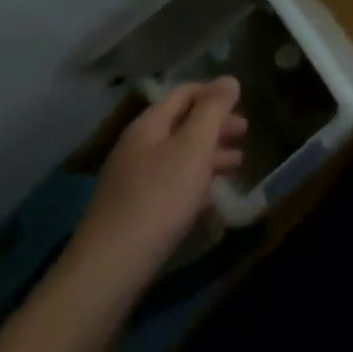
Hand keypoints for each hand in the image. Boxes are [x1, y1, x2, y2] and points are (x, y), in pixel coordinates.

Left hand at [64, 78, 245, 292]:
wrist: (108, 272)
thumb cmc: (158, 198)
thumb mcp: (194, 146)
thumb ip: (213, 109)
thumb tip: (229, 79)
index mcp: (149, 125)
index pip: (185, 92)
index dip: (214, 93)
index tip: (242, 103)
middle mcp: (137, 147)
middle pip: (182, 123)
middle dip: (215, 125)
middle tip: (244, 133)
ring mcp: (131, 181)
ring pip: (178, 155)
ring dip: (209, 154)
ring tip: (237, 163)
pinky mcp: (132, 212)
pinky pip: (170, 183)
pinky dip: (194, 180)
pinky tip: (210, 196)